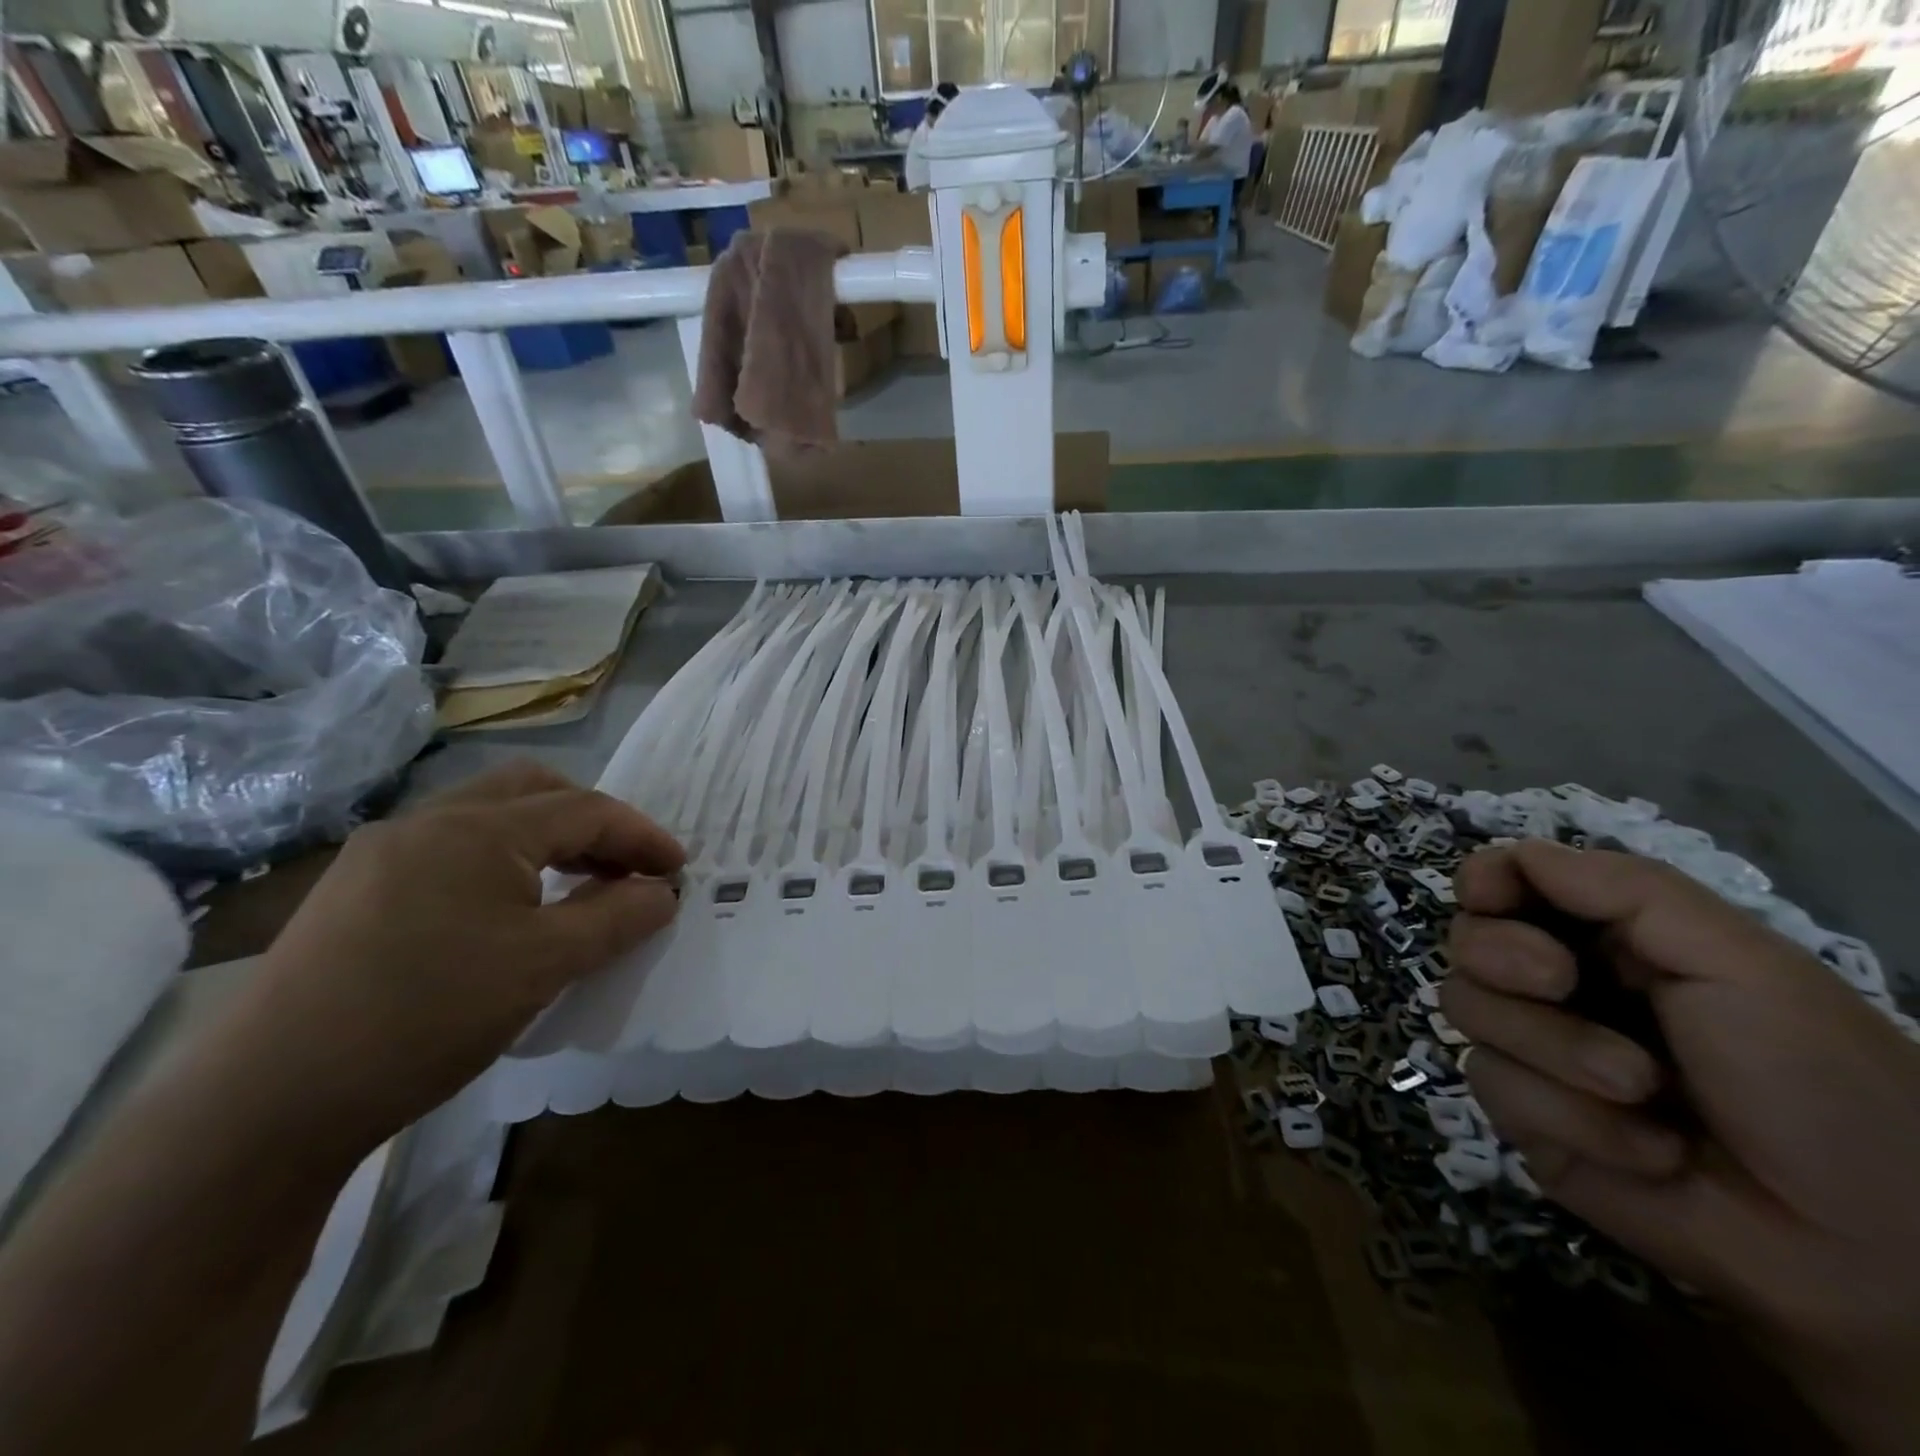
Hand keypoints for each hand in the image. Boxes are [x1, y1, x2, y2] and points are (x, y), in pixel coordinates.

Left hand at [215, 762, 683, 1155]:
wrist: (266, 1104)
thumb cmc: (428, 1018)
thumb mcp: (545, 967)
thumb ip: (617, 918)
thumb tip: (662, 892)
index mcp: (477, 829)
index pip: (585, 810)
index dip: (642, 835)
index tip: (680, 869)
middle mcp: (427, 822)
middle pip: (534, 790)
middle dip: (592, 821)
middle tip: (625, 867)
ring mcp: (381, 853)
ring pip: (488, 818)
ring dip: (545, 840)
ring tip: (575, 887)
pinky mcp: (354, 891)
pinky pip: (450, 851)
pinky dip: (501, 863)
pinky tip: (505, 911)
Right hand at [1442, 840, 1919, 1452]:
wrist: (1873, 1264)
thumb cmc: (1825, 1086)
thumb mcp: (1733, 961)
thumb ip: (1617, 889)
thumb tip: (1502, 856)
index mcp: (1609, 941)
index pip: (1495, 881)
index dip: (1489, 889)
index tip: (1514, 911)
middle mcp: (1562, 989)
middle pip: (1463, 947)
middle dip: (1521, 983)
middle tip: (1593, 1012)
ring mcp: (1541, 1060)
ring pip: (1466, 1021)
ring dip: (1555, 1064)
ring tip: (1645, 1106)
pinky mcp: (1532, 1128)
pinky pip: (1496, 1096)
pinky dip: (1569, 1126)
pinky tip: (1641, 1157)